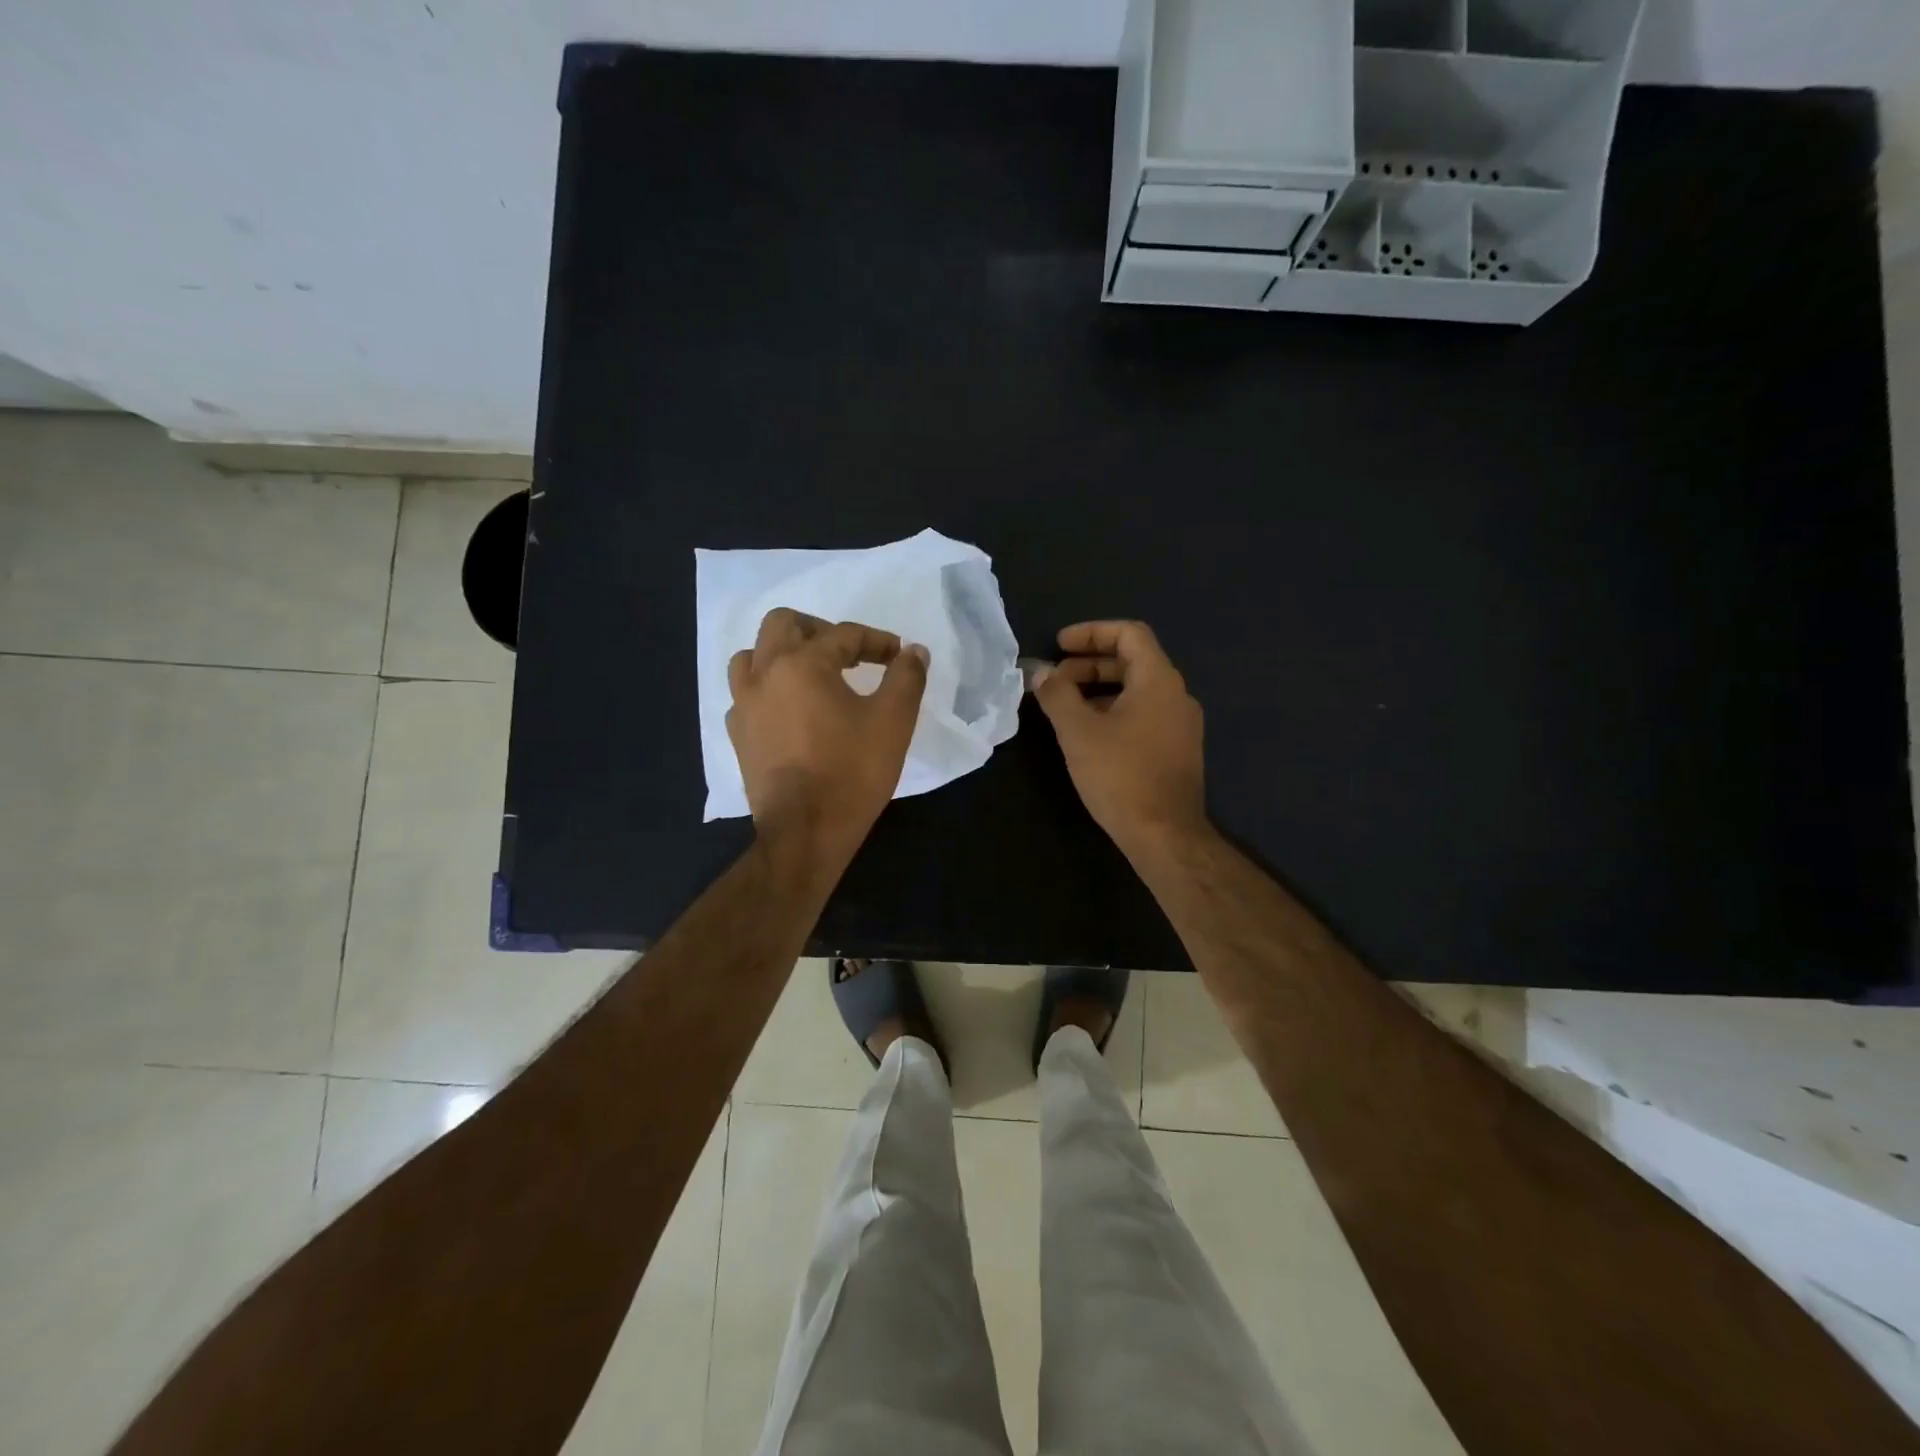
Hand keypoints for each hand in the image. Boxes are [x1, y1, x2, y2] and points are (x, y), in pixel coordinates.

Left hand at [727, 608, 928, 872]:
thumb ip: (906, 677)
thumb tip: (914, 651)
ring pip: (752, 656)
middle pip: (783, 625)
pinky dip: (767, 689)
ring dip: (783, 654)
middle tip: (848, 651)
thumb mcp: (893, 721)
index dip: (877, 641)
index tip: (898, 656)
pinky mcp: (738, 735)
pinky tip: (790, 710)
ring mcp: (743, 705)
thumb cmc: (852, 772)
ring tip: (812, 674)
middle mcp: (763, 675)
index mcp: (801, 664)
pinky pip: (745, 694)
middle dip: (819, 629)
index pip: (843, 634)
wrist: (805, 832)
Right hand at [1032, 620, 1206, 858]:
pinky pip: (1145, 714)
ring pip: (1138, 690)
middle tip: (1056, 679)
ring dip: (1100, 689)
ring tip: (1066, 707)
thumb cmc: (1120, 775)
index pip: (1129, 633)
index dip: (1092, 632)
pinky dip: (1115, 711)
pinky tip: (1090, 734)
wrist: (1165, 835)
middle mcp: (1177, 695)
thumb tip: (1039, 671)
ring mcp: (1181, 724)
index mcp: (1159, 680)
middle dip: (1090, 664)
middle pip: (1133, 661)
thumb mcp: (1078, 731)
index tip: (1060, 645)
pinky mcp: (1177, 750)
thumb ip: (1057, 694)